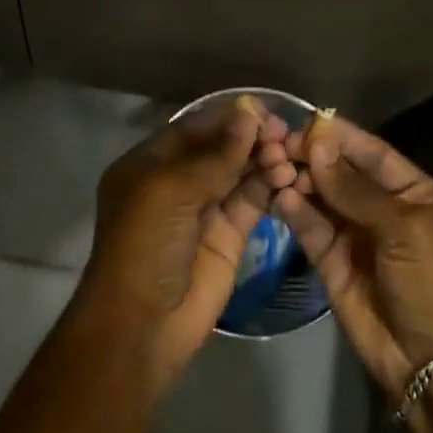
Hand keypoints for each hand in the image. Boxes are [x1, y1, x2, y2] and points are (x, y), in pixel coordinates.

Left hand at [76, 95, 286, 392]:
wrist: (143, 324)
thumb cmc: (144, 245)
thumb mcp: (171, 191)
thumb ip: (215, 154)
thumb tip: (249, 113)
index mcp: (148, 165)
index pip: (193, 129)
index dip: (227, 118)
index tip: (264, 109)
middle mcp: (176, 183)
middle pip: (219, 149)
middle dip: (250, 137)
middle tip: (284, 132)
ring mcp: (203, 210)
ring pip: (239, 173)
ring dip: (263, 160)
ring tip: (288, 154)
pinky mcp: (228, 236)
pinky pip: (252, 202)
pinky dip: (270, 186)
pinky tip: (288, 175)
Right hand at [263, 111, 432, 398]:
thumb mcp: (405, 229)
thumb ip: (356, 189)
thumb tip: (318, 145)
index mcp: (412, 192)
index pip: (370, 152)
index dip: (337, 136)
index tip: (300, 121)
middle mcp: (381, 207)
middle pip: (339, 172)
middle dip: (311, 158)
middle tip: (274, 145)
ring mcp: (354, 234)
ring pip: (320, 197)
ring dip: (298, 181)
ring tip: (270, 166)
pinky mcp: (331, 262)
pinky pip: (310, 227)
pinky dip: (294, 211)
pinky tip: (279, 196)